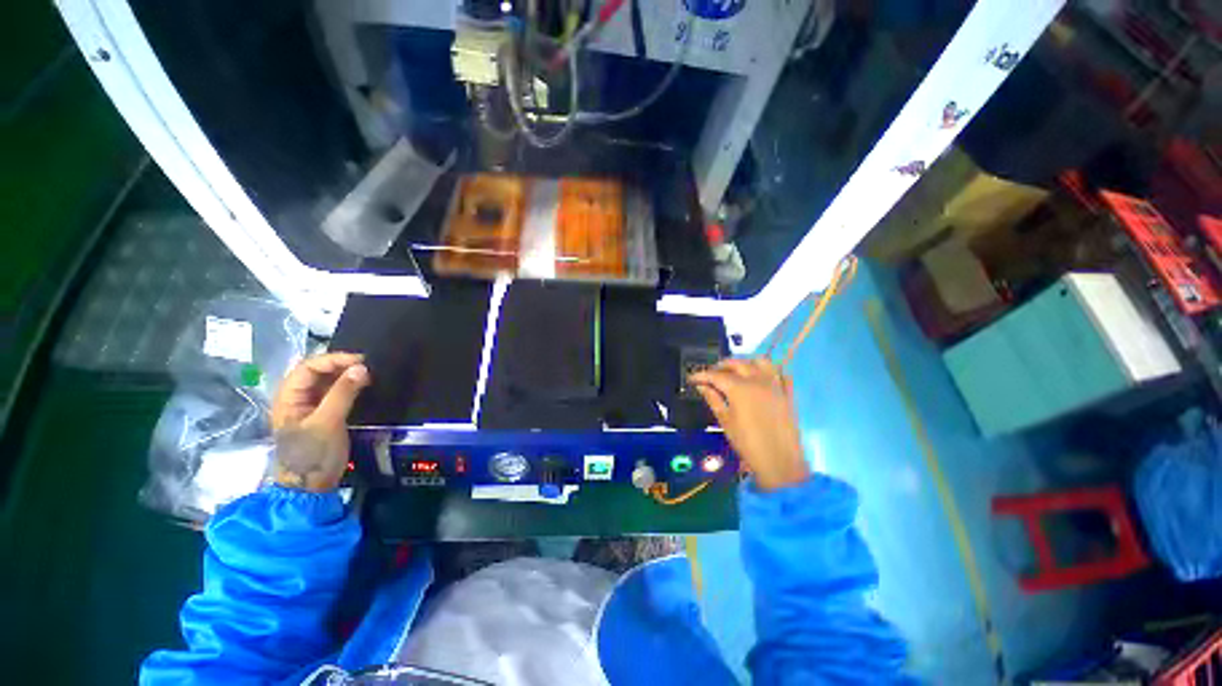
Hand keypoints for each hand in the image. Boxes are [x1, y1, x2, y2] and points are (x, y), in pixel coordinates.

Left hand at [270, 352, 370, 492]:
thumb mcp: (328, 422)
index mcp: (288, 398)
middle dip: (341, 366)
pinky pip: (334, 394)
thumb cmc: (314, 454)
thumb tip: (362, 368)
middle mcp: (296, 399)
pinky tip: (362, 387)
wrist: (310, 486)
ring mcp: (309, 408)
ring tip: (368, 374)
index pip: (308, 367)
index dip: (334, 360)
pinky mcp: (322, 417)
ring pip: (326, 383)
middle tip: (367, 366)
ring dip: (346, 376)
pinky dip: (348, 387)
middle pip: (316, 373)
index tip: (361, 361)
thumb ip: (343, 393)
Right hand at [690, 358, 808, 491]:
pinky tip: (761, 378)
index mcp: (739, 388)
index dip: (701, 375)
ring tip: (735, 372)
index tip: (692, 379)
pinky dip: (768, 370)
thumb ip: (713, 399)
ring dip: (745, 362)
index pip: (716, 375)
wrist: (780, 462)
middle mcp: (757, 380)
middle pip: (737, 363)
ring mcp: (775, 384)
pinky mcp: (787, 393)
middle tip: (710, 375)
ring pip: (760, 361)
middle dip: (721, 366)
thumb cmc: (747, 443)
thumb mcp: (725, 421)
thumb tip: (701, 386)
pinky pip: (780, 373)